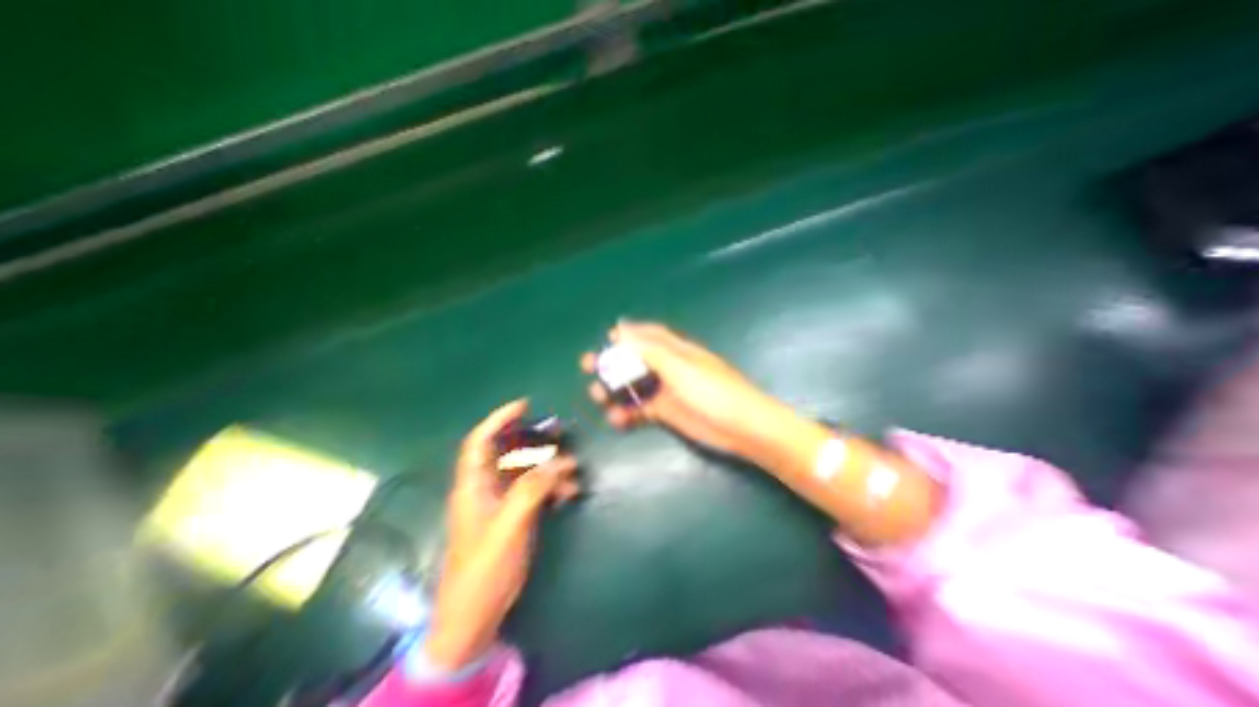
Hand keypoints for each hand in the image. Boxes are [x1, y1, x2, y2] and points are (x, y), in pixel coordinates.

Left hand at [422, 400, 578, 669]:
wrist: (475, 615)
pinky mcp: (514, 516)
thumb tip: (559, 462)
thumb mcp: (509, 525)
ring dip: (549, 468)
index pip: (480, 441)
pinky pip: (535, 490)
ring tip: (573, 471)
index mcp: (474, 485)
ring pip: (526, 471)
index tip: (524, 405)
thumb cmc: (484, 567)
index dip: (498, 419)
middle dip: (534, 441)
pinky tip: (569, 493)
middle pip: (509, 452)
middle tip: (559, 433)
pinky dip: (552, 487)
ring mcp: (501, 503)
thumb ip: (532, 489)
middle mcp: (486, 488)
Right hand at [579, 321, 793, 459]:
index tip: (606, 337)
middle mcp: (669, 368)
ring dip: (615, 390)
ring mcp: (667, 391)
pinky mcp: (667, 413)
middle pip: (635, 360)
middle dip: (612, 362)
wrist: (741, 427)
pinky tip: (616, 419)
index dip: (628, 333)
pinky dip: (627, 413)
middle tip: (588, 367)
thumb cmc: (712, 391)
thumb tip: (623, 329)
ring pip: (634, 386)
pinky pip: (641, 410)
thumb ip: (650, 349)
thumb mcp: (680, 366)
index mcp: (675, 350)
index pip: (648, 335)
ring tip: (597, 396)